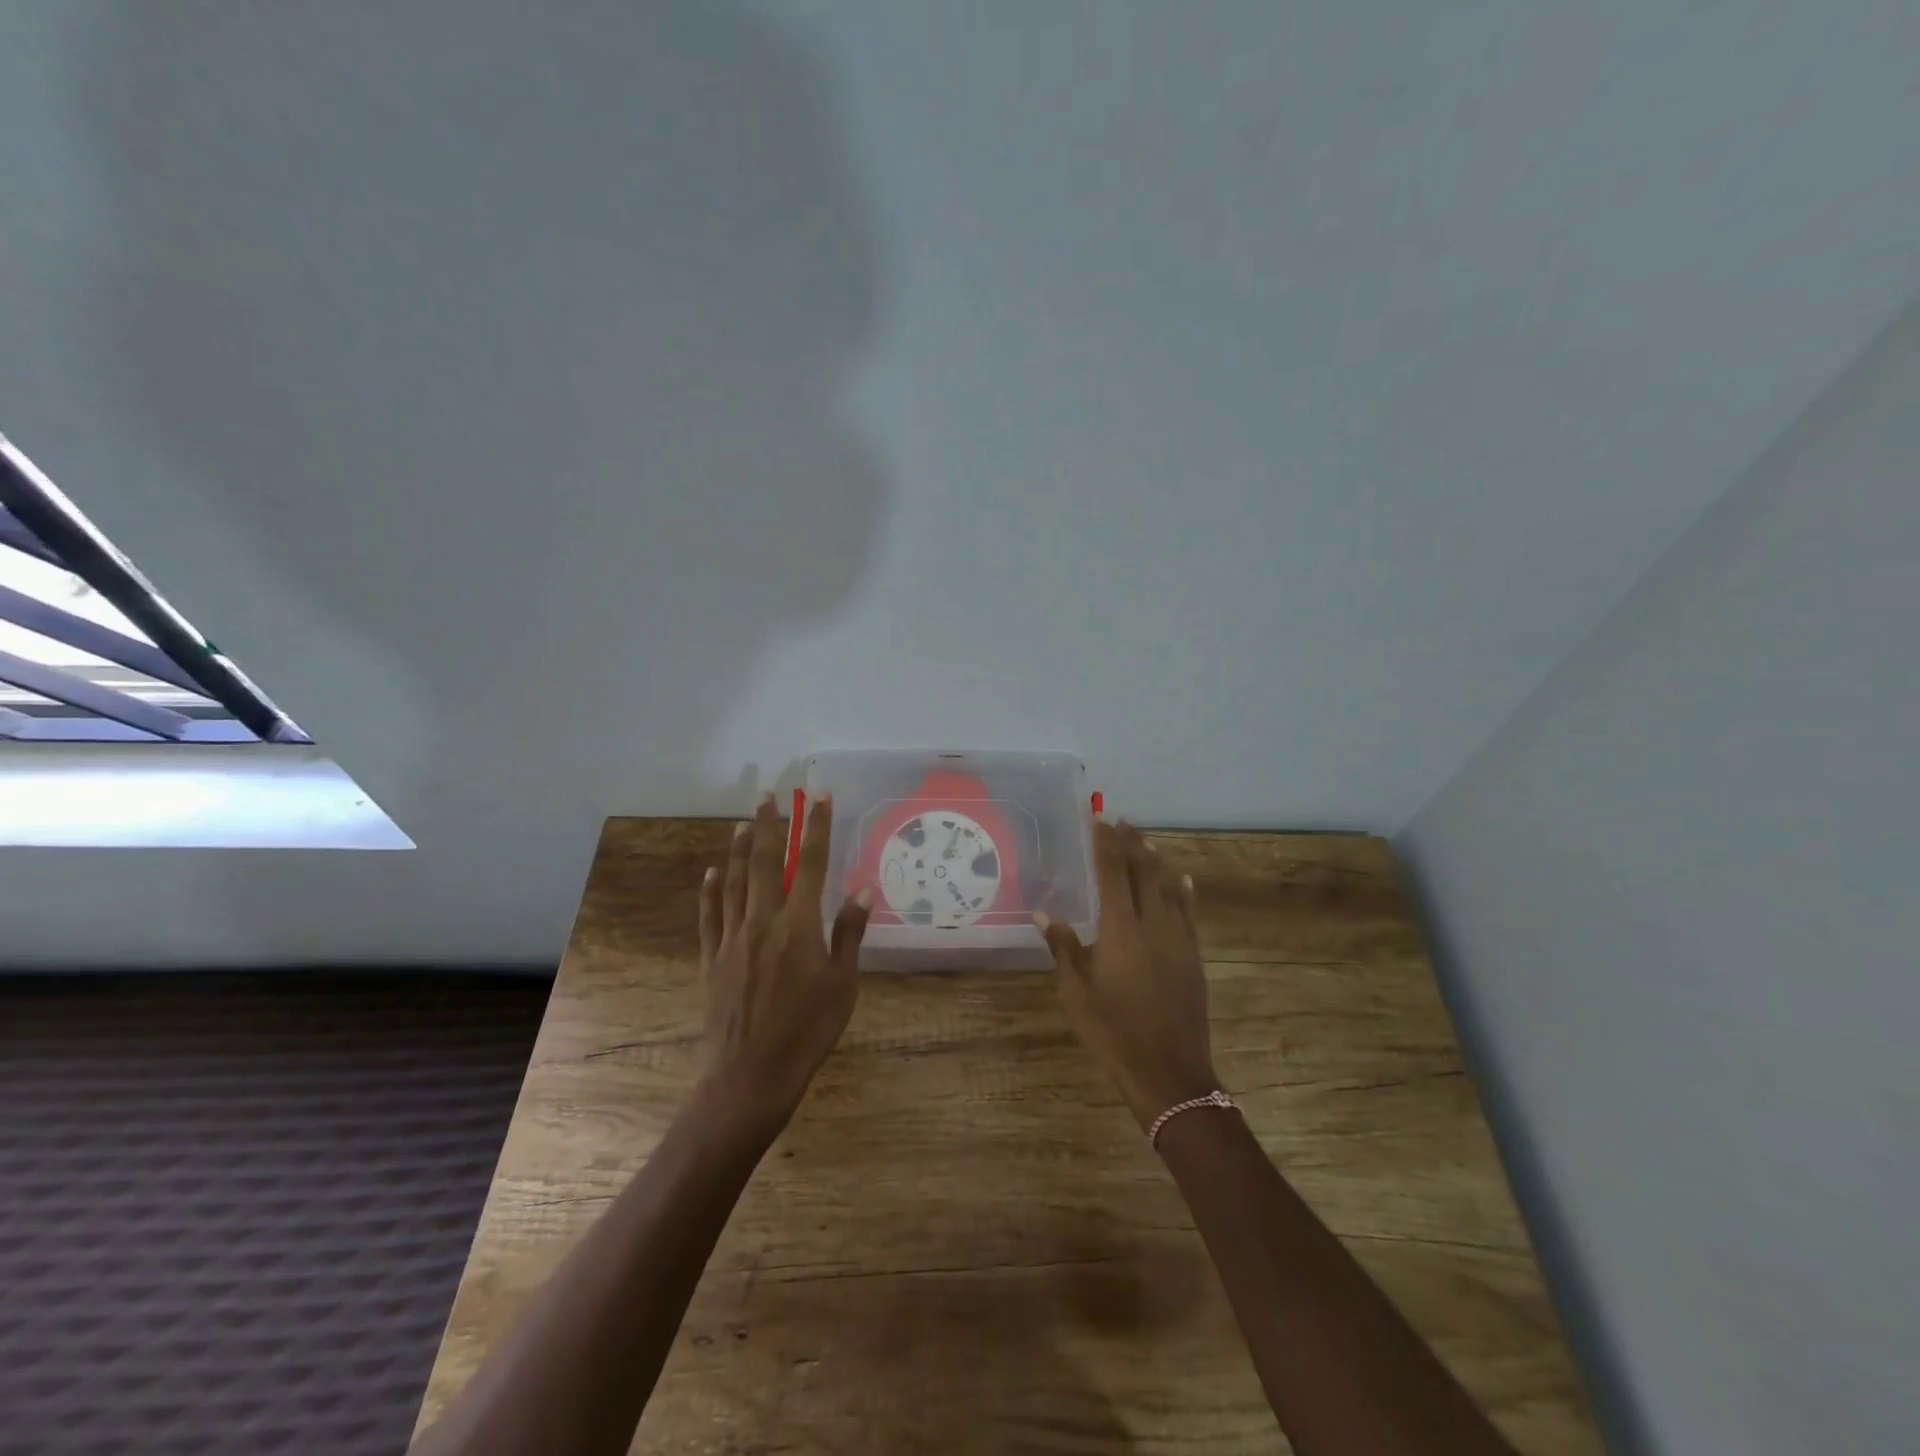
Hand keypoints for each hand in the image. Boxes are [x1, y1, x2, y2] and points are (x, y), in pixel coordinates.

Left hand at [697, 793, 871, 1138]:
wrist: (750, 1076)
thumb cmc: (808, 1031)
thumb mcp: (843, 984)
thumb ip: (849, 932)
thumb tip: (861, 887)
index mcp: (799, 924)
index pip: (811, 863)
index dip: (815, 826)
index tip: (817, 795)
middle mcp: (763, 920)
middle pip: (766, 862)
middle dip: (770, 825)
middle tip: (768, 795)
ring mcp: (733, 938)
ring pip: (735, 882)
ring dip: (741, 849)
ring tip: (744, 822)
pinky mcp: (712, 959)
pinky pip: (709, 915)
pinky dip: (710, 890)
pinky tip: (712, 872)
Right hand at [1036, 819, 1218, 1130]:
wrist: (1169, 1073)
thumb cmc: (1113, 1033)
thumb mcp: (1076, 993)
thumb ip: (1063, 948)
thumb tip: (1043, 913)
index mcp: (1121, 930)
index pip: (1113, 873)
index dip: (1106, 844)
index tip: (1099, 819)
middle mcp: (1153, 925)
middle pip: (1144, 872)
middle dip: (1133, 844)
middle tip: (1121, 821)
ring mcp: (1179, 940)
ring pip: (1169, 888)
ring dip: (1157, 862)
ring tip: (1146, 841)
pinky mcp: (1194, 957)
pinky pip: (1190, 913)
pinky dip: (1184, 892)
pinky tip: (1183, 881)